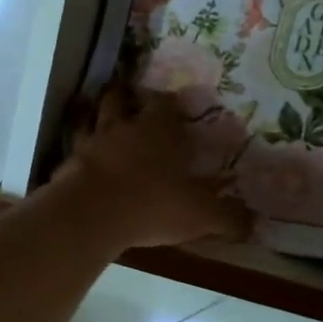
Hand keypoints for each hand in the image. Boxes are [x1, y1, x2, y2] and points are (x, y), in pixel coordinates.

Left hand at [55, 89, 252, 249]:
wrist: (91, 215)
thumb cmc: (152, 204)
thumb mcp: (200, 214)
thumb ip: (228, 217)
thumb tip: (253, 223)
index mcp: (159, 129)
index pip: (165, 101)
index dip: (169, 102)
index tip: (174, 107)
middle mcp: (124, 126)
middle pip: (121, 98)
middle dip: (127, 99)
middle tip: (134, 107)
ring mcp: (91, 141)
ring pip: (92, 116)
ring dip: (98, 117)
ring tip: (106, 127)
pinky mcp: (68, 162)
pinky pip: (75, 148)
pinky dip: (80, 151)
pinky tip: (85, 163)